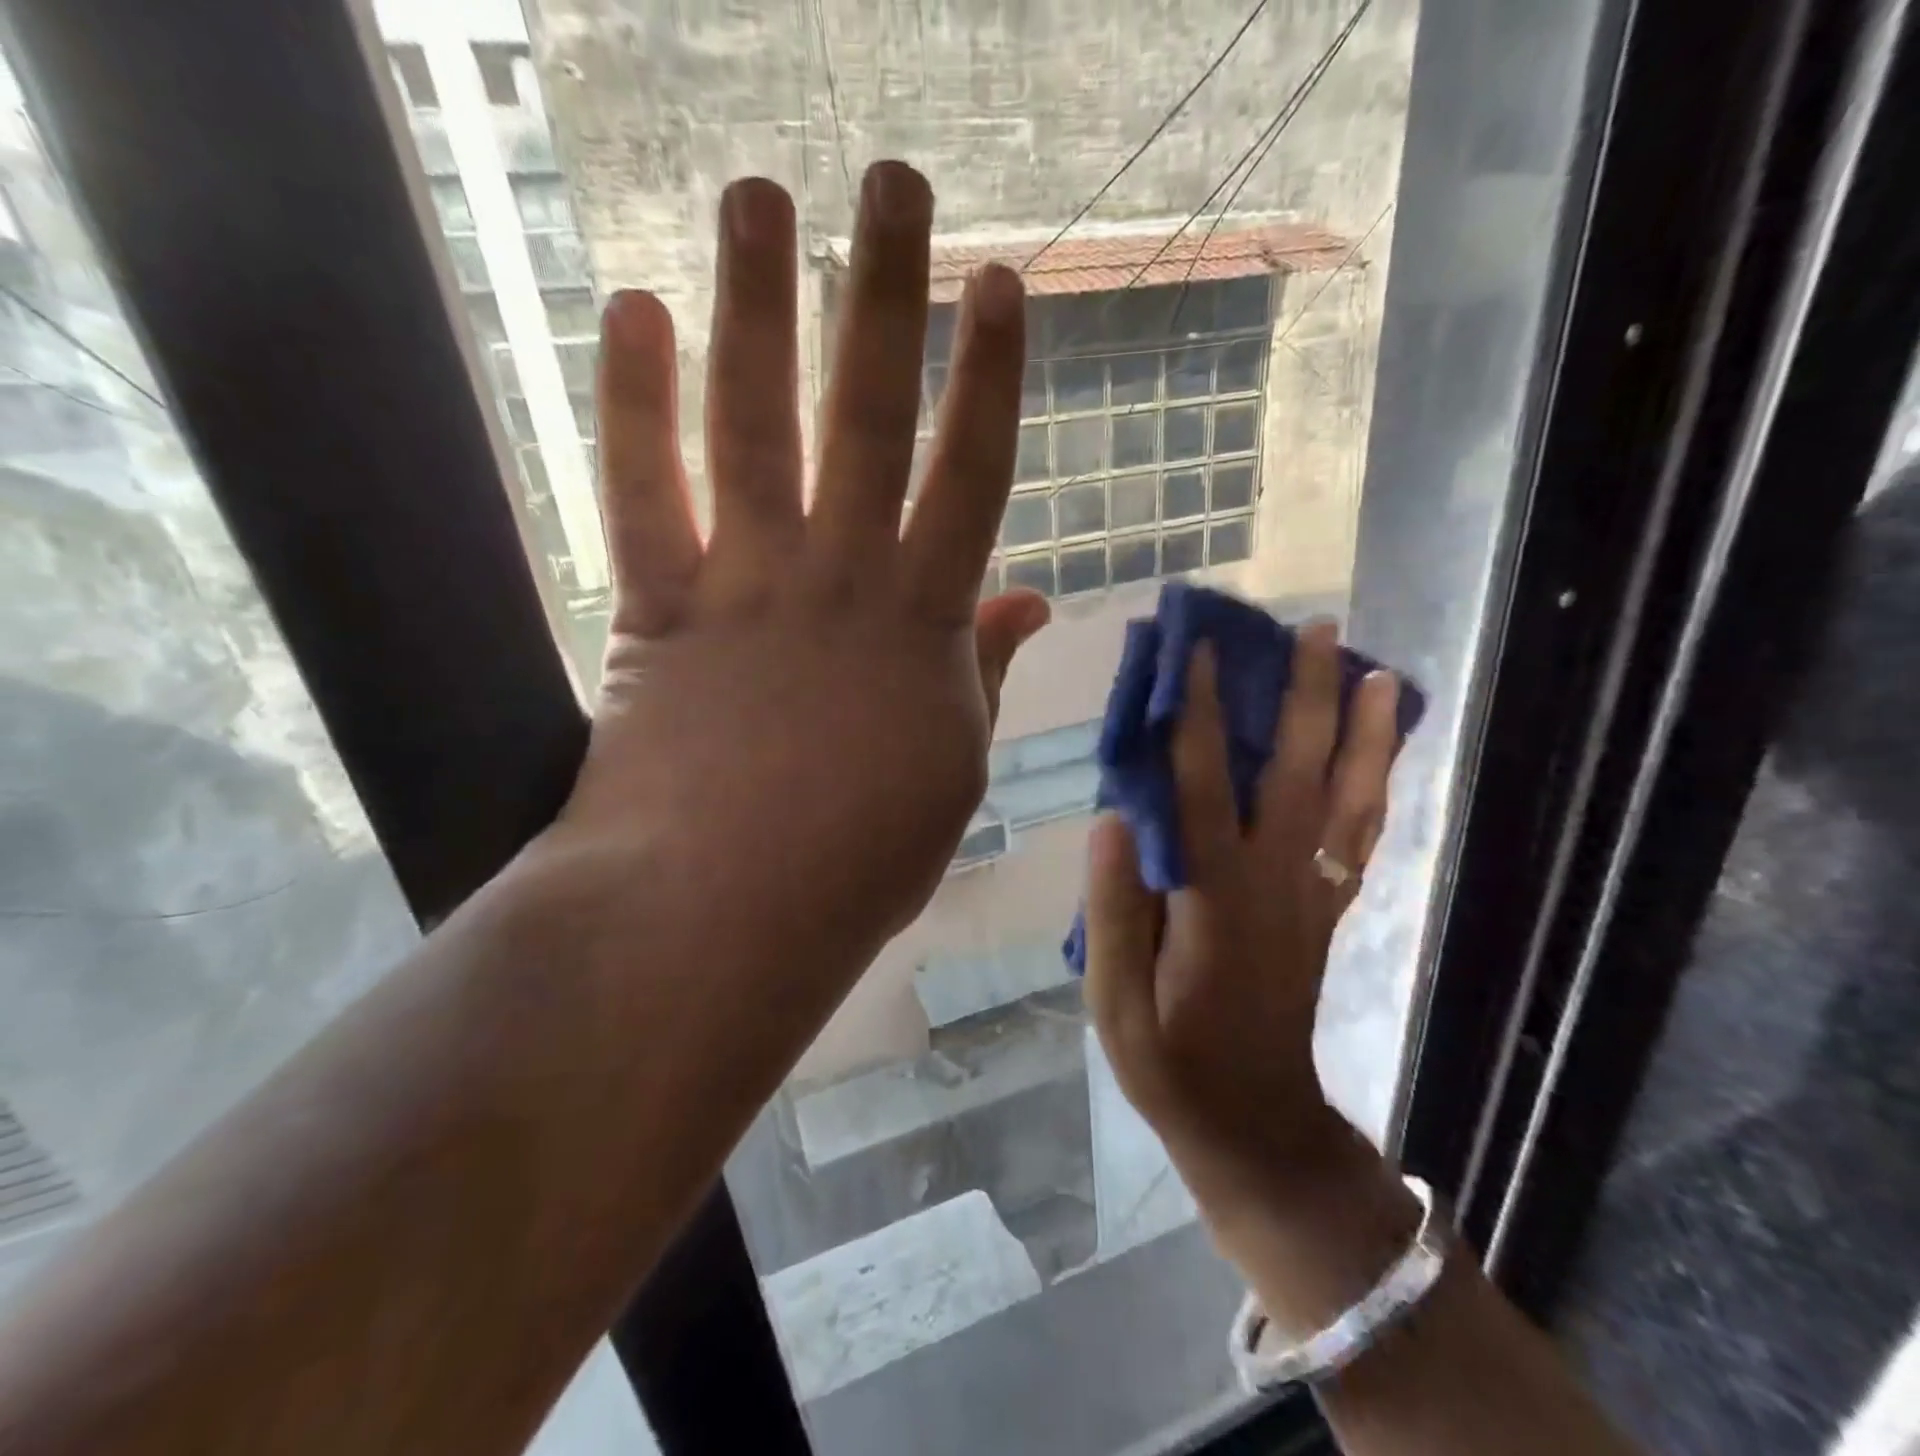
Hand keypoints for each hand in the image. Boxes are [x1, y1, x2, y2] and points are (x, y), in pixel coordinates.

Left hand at [545, 162, 1047, 988]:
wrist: (731, 909)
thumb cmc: (863, 855)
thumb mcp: (954, 767)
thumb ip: (981, 673)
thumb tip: (1029, 600)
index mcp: (924, 623)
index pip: (973, 472)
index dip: (991, 376)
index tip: (1001, 284)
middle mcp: (840, 579)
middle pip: (870, 413)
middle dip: (886, 293)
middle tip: (893, 182)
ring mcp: (745, 587)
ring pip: (754, 422)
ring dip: (757, 305)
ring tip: (759, 198)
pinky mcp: (656, 610)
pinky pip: (642, 491)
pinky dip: (634, 402)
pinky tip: (633, 313)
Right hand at [1082, 625, 1403, 1222]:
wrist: (1256, 1126)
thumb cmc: (1172, 1065)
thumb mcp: (1115, 1004)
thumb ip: (1114, 909)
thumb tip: (1112, 815)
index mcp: (1215, 900)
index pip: (1205, 786)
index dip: (1201, 712)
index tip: (1197, 647)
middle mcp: (1276, 883)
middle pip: (1299, 774)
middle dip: (1306, 696)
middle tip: (1313, 628)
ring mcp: (1313, 895)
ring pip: (1349, 800)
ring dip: (1363, 731)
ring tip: (1372, 670)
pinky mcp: (1327, 911)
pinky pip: (1361, 836)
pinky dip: (1378, 785)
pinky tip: (1383, 750)